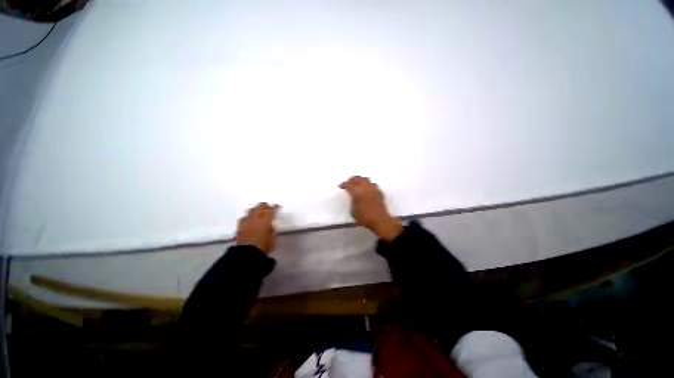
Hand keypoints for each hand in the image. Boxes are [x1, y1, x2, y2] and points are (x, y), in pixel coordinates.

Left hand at [235, 203, 279, 253]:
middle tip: (268, 206)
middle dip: (265, 206)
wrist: (247, 255)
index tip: (277, 206)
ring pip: (251, 210)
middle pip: (260, 207)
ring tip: (258, 211)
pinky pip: (244, 217)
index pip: (271, 210)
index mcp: (266, 220)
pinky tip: (249, 219)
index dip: (275, 207)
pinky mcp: (239, 227)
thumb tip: (270, 225)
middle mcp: (256, 218)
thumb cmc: (263, 246)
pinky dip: (248, 216)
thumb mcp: (272, 237)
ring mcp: (246, 221)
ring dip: (256, 209)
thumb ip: (271, 229)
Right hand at [339, 176, 402, 241]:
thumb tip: (354, 198)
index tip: (341, 186)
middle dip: (351, 180)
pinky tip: (367, 189)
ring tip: (358, 184)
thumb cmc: (364, 218)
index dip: (343, 184)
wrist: (379, 220)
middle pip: (357, 178)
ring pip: (365, 179)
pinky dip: (368, 185)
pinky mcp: (379, 191)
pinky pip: (372, 184)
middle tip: (348, 183)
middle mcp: (365, 187)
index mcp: (357, 192)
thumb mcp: (352, 211)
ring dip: (360, 180)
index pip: (348, 185)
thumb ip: (352, 201)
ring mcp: (373, 188)